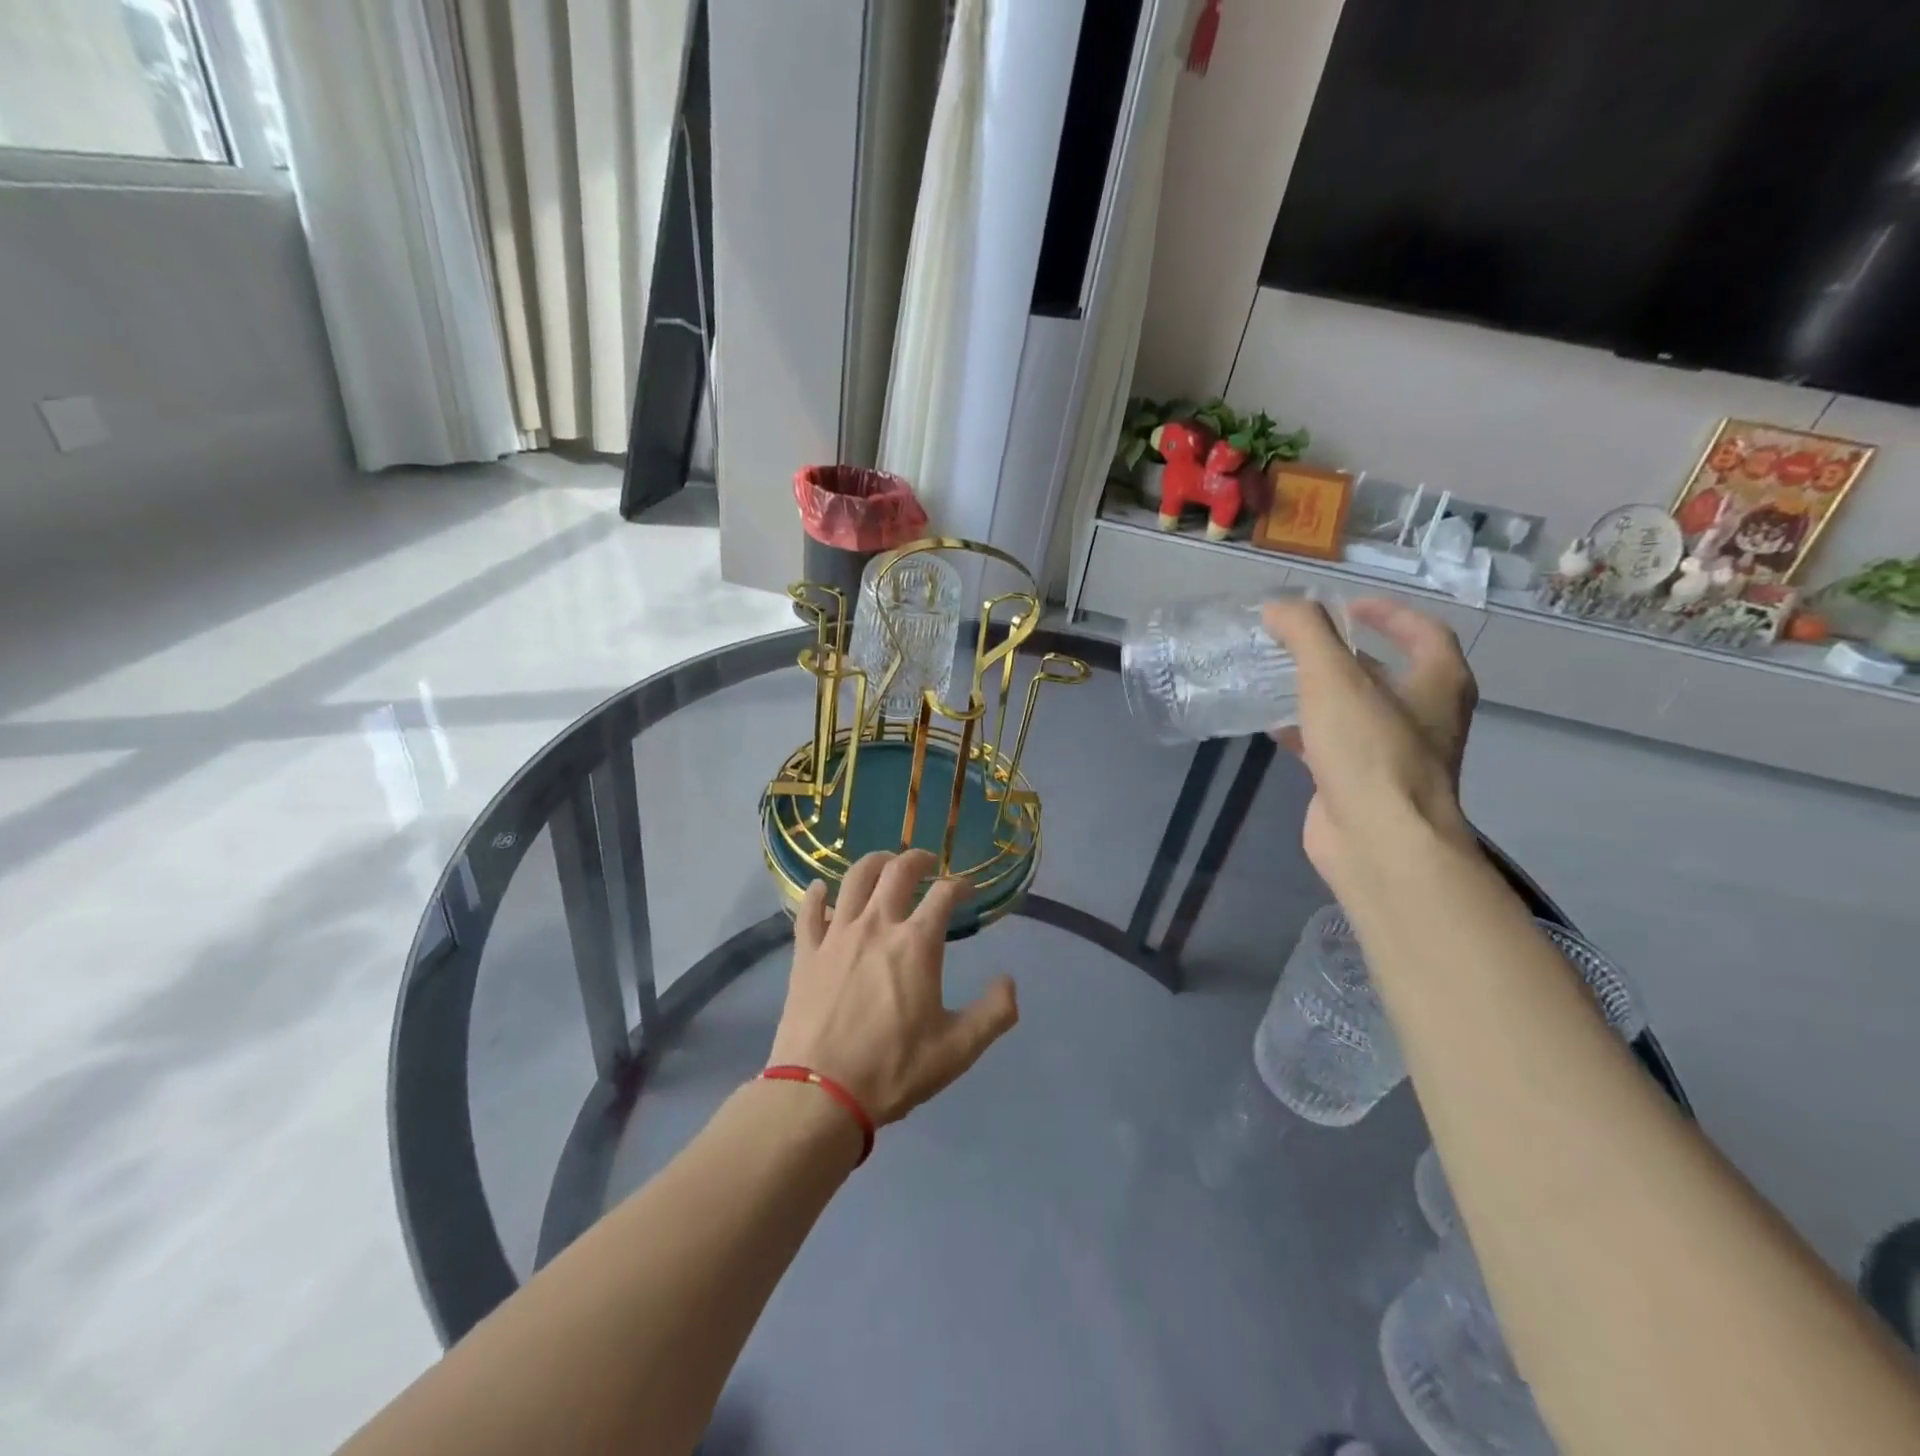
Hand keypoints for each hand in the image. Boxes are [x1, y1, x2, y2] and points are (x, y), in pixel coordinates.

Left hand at [768, 850, 1018, 1125]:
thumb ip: (994, 1013)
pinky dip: (816, 894)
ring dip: (873, 863)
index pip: (944, 894)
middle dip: (917, 859)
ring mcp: (837, 935)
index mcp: (917, 944)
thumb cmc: (894, 1069)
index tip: (967, 891)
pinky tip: (820, 888)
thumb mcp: (958, 1049)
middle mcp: (877, 925)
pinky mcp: (806, 952)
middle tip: (926, 862)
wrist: (821, 1094)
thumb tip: (1009, 981)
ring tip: (883, 864)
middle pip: (897, 871)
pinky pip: (809, 911)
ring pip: (854, 879)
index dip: (960, 886)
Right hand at [1263, 597, 1478, 893]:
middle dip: (1346, 655)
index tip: (1347, 607)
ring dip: (1322, 694)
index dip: (1389, 614)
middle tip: (1301, 642)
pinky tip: (1272, 726)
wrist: (1378, 840)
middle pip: (1387, 673)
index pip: (1425, 633)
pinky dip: (1305, 731)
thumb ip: (1306, 633)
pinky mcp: (1361, 785)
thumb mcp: (1333, 677)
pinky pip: (1333, 746)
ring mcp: (1393, 756)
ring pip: (1356, 712)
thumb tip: (1278, 606)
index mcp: (1438, 685)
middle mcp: (1423, 719)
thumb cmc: (1369, 750)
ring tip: (1279, 677)